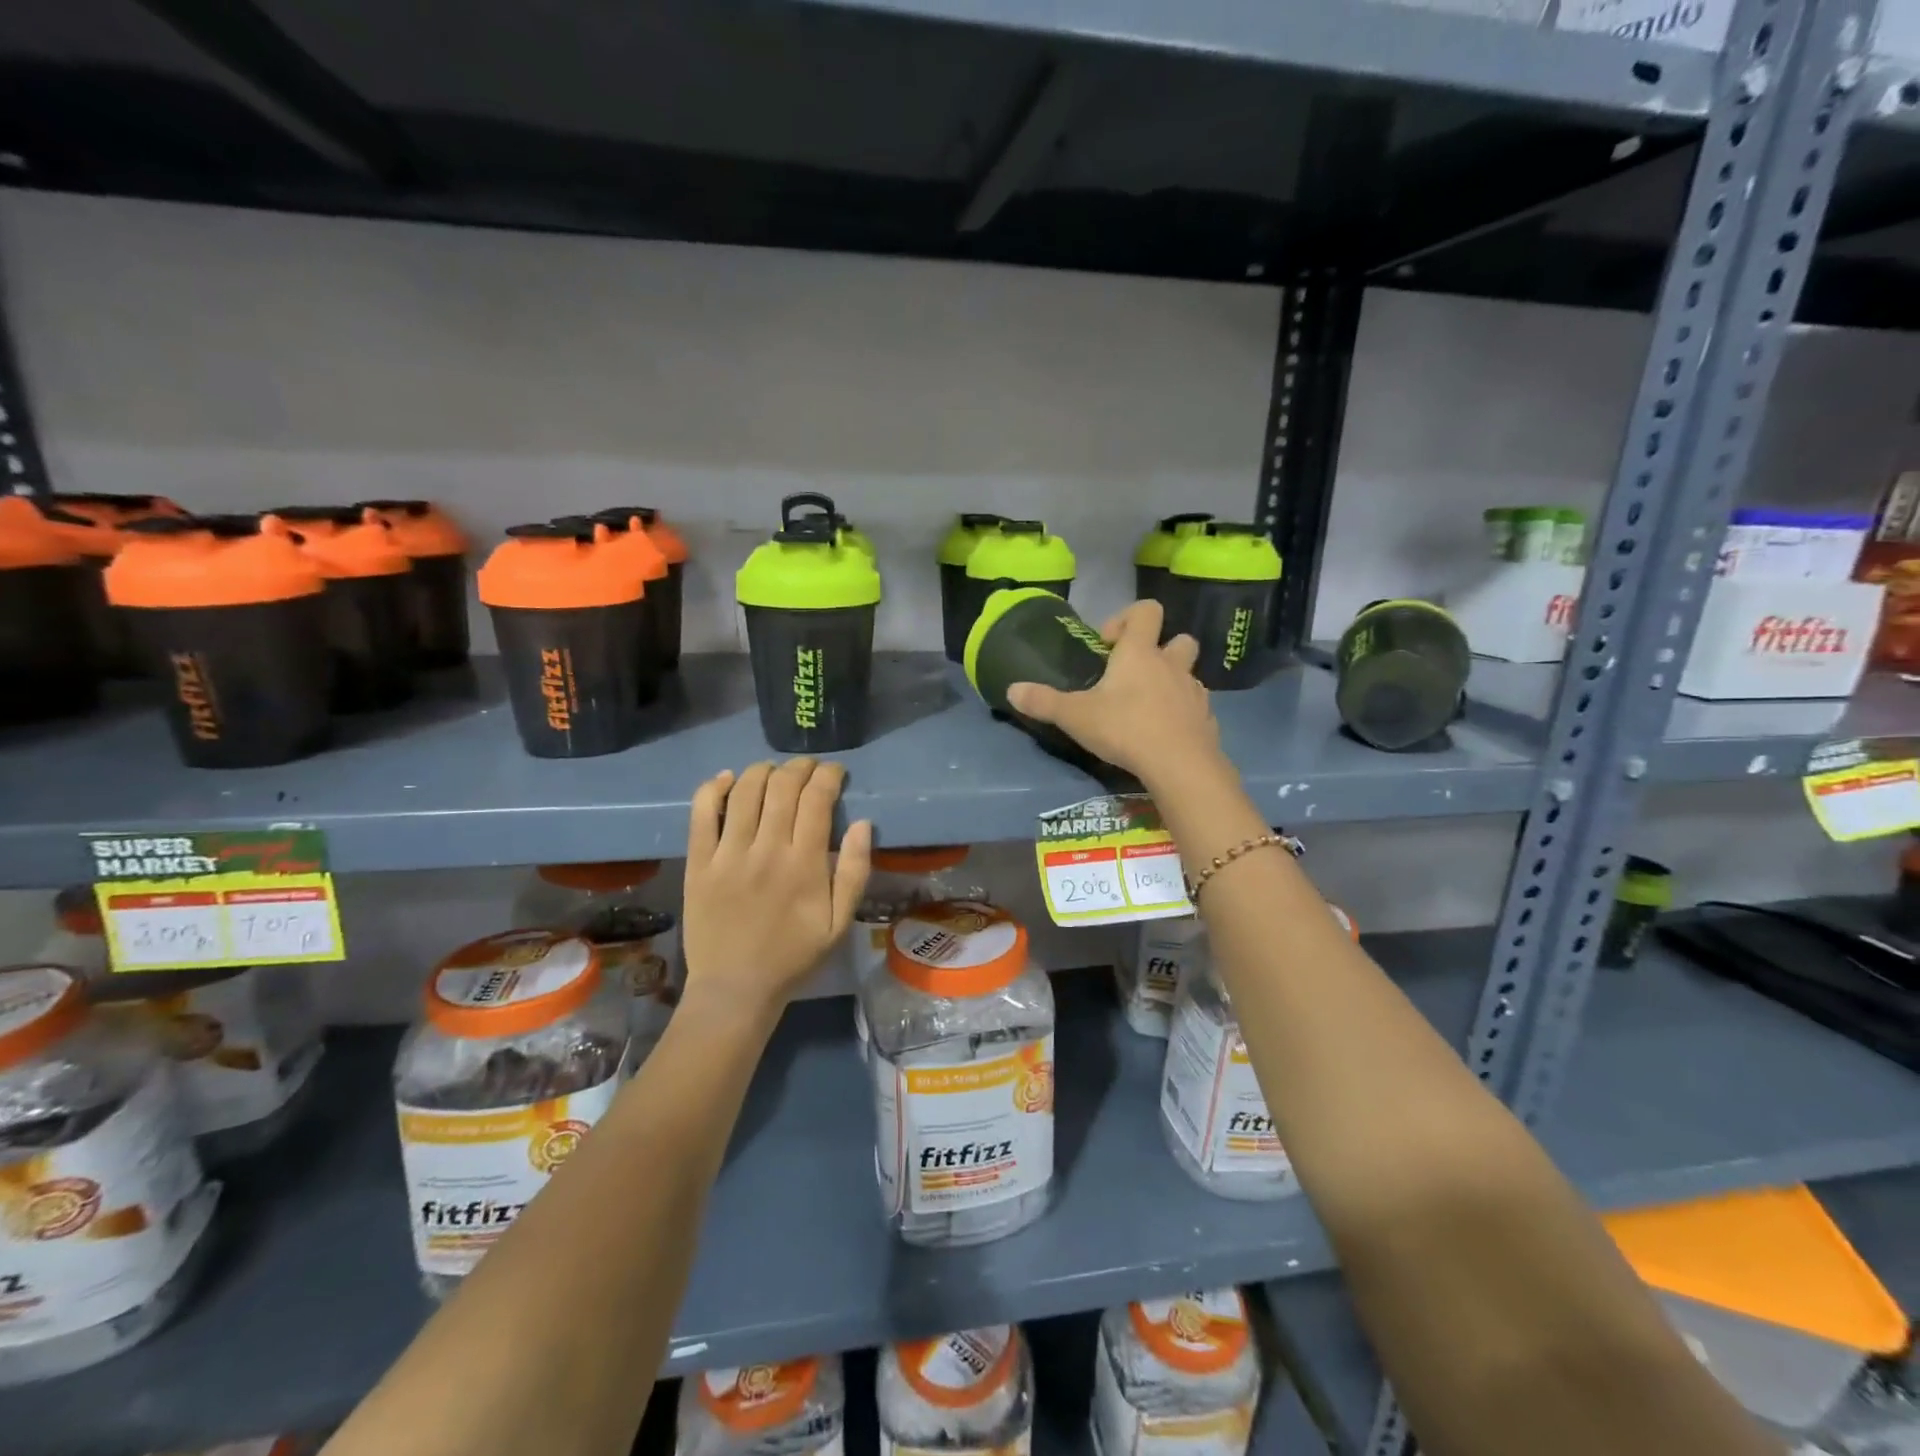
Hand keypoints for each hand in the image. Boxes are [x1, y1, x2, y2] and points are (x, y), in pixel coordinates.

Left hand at [681, 759, 872, 1017]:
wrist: (735, 989)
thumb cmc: (793, 956)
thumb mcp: (839, 923)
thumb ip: (855, 872)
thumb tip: (863, 824)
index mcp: (804, 864)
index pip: (817, 799)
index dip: (828, 776)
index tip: (836, 772)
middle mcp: (766, 850)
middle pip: (782, 787)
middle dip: (800, 767)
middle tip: (809, 767)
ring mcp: (728, 854)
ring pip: (744, 791)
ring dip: (763, 770)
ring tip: (774, 770)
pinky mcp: (698, 862)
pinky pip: (702, 813)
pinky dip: (715, 788)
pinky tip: (728, 779)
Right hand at [1006, 599, 1223, 786]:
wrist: (1180, 764)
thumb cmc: (1125, 728)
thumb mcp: (1075, 716)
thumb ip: (1043, 702)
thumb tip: (1012, 689)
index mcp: (1140, 653)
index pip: (1146, 610)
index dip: (1128, 617)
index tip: (1108, 643)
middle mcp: (1171, 665)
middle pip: (1179, 639)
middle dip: (1160, 649)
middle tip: (1135, 674)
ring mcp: (1193, 692)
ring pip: (1188, 674)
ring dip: (1171, 682)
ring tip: (1147, 707)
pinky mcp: (1206, 719)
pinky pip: (1195, 706)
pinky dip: (1181, 712)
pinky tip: (1163, 732)